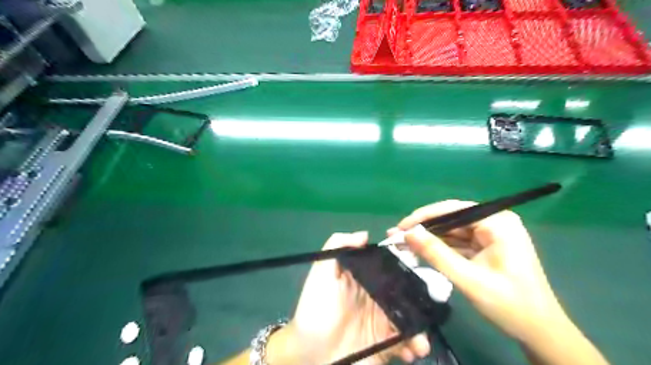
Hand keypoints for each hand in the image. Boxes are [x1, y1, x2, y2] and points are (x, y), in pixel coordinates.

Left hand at [272, 232, 430, 363]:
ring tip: (420, 341)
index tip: (422, 262)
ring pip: (412, 317)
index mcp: (367, 279)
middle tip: (434, 304)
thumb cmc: (316, 309)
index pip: (391, 266)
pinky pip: (407, 342)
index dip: (407, 263)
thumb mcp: (321, 273)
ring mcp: (384, 321)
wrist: (310, 354)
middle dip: (423, 297)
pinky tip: (411, 351)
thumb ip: (337, 246)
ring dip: (421, 326)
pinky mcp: (386, 344)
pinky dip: (414, 346)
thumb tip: (364, 234)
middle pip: (408, 292)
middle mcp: (379, 297)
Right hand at [391, 201, 564, 343]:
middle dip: (424, 229)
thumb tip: (408, 233)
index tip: (399, 227)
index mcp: (497, 222)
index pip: (453, 210)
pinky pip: (458, 242)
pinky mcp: (487, 246)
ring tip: (403, 245)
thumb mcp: (469, 279)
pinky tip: (421, 252)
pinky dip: (440, 248)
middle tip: (396, 237)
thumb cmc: (510, 305)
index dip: (423, 217)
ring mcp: (491, 234)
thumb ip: (436, 254)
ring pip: (452, 231)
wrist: (540, 333)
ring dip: (429, 239)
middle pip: (451, 219)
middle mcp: (494, 222)